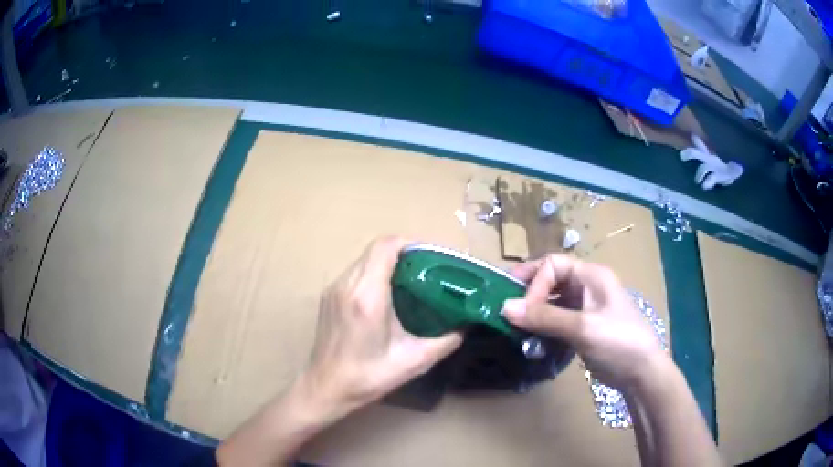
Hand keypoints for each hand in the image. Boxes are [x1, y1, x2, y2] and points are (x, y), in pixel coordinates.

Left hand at [302, 237, 462, 419]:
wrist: (325, 388)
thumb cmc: (367, 377)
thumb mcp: (413, 362)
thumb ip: (444, 342)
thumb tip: (465, 327)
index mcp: (367, 297)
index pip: (385, 248)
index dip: (410, 244)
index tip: (432, 256)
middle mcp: (347, 285)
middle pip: (375, 250)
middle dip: (404, 253)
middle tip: (428, 269)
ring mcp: (334, 289)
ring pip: (364, 259)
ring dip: (388, 262)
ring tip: (411, 281)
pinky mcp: (328, 296)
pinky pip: (355, 272)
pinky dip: (374, 273)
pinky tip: (388, 295)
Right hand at [501, 254, 667, 390]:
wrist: (640, 372)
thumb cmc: (617, 341)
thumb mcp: (582, 328)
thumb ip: (544, 317)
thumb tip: (504, 307)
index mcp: (591, 275)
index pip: (553, 266)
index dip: (534, 283)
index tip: (522, 309)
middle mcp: (587, 286)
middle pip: (551, 279)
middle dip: (528, 292)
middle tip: (505, 307)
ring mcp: (585, 307)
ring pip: (552, 301)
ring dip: (534, 312)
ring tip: (515, 327)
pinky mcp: (582, 327)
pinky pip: (556, 319)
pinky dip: (542, 327)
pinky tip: (531, 339)